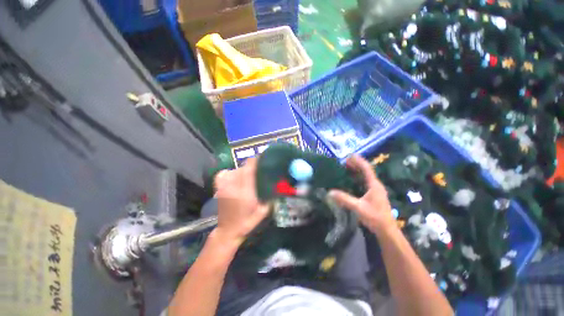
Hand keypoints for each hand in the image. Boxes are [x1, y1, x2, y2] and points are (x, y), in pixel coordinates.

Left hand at [213, 158, 268, 246]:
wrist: (228, 231)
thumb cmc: (247, 222)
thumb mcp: (263, 212)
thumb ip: (270, 198)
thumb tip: (276, 186)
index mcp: (246, 193)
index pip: (248, 170)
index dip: (255, 161)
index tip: (262, 159)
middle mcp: (233, 187)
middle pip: (242, 168)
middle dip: (251, 166)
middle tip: (258, 170)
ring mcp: (224, 187)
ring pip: (234, 170)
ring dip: (242, 170)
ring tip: (248, 174)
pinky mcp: (218, 189)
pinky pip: (223, 174)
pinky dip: (229, 172)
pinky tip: (234, 176)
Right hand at [329, 155, 395, 233]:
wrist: (387, 230)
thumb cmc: (375, 218)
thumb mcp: (358, 208)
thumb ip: (344, 199)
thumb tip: (329, 192)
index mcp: (374, 185)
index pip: (366, 169)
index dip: (358, 161)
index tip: (349, 155)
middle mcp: (376, 185)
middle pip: (366, 171)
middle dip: (356, 164)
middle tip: (344, 161)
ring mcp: (376, 190)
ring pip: (366, 176)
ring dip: (357, 171)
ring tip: (346, 168)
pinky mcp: (374, 195)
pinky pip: (365, 182)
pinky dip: (358, 178)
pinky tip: (351, 180)